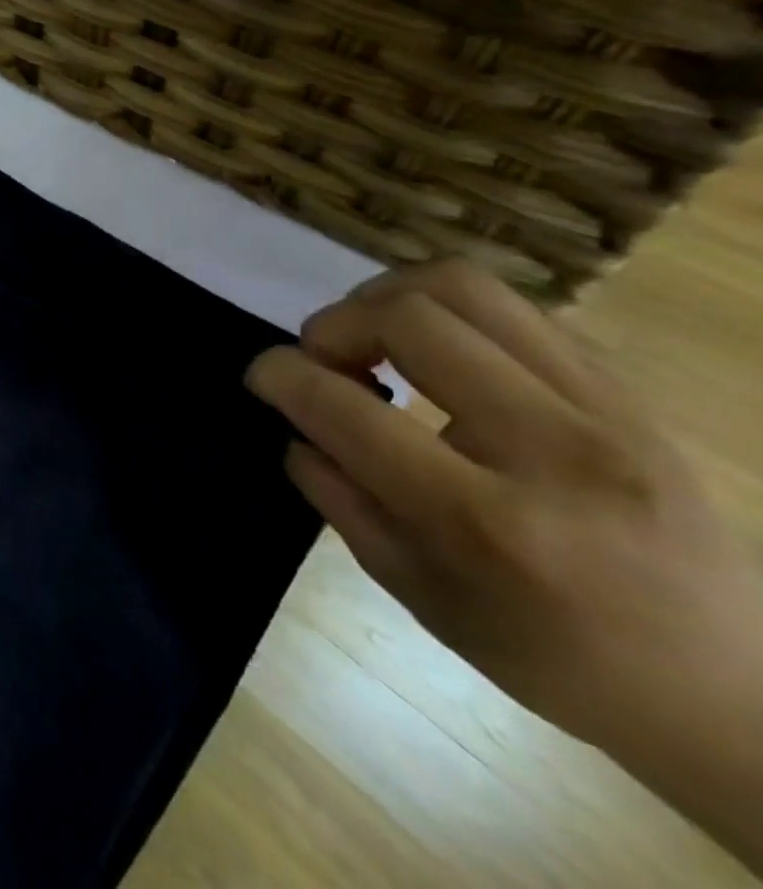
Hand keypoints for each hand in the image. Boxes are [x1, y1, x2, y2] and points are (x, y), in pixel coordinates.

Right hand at [246, 261, 762, 864]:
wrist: (735, 691)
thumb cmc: (550, 655)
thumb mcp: (414, 591)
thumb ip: (337, 495)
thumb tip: (297, 424)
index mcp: (485, 520)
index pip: (344, 407)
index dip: (279, 374)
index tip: (263, 375)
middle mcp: (552, 449)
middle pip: (407, 317)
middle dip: (333, 323)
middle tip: (324, 359)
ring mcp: (605, 411)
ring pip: (463, 287)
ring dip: (387, 298)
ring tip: (373, 339)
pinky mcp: (628, 392)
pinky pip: (513, 310)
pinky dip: (447, 316)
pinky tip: (438, 355)